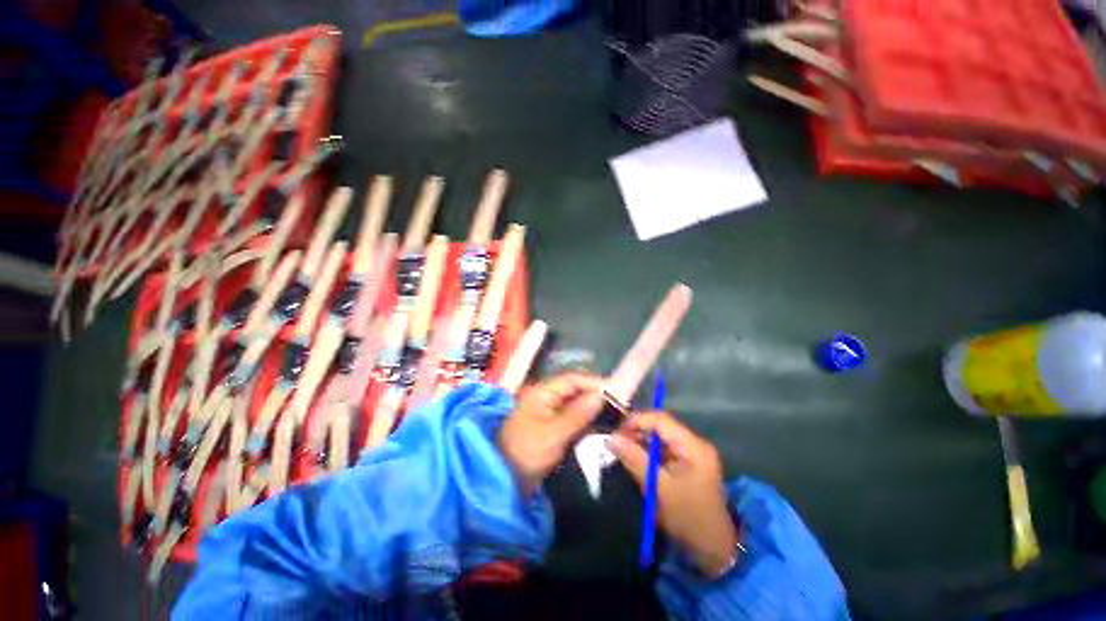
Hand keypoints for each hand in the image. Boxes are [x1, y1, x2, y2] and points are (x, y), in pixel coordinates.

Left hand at [498, 373, 604, 494]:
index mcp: (542, 393)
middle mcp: (546, 399)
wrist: (504, 480)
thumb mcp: (554, 433)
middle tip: (617, 406)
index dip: (593, 382)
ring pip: (574, 406)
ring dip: (591, 410)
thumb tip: (600, 396)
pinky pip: (571, 420)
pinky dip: (585, 422)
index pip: (571, 380)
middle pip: (574, 391)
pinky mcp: (551, 429)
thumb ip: (578, 414)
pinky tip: (598, 428)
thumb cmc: (526, 451)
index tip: (615, 391)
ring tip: (613, 417)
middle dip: (594, 397)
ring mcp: (548, 414)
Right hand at [607, 412, 739, 576]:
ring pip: (660, 436)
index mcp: (693, 446)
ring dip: (640, 441)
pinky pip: (664, 449)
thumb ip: (635, 459)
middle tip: (615, 442)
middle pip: (660, 425)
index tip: (615, 432)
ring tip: (621, 450)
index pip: (661, 420)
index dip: (636, 420)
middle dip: (636, 430)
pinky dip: (648, 451)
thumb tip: (610, 438)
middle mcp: (694, 443)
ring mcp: (692, 453)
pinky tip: (635, 458)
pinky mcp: (688, 463)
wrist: (714, 551)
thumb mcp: (658, 488)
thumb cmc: (688, 519)